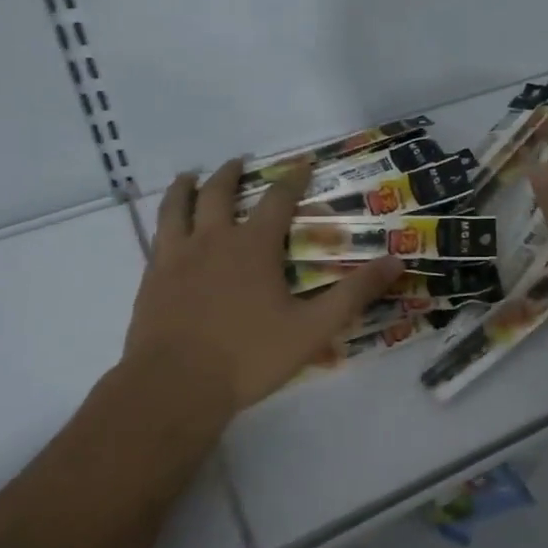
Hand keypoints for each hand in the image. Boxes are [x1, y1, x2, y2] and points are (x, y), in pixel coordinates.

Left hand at [124, 160, 401, 413]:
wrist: (174, 386)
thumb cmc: (249, 356)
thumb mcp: (313, 328)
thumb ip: (354, 294)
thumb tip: (395, 261)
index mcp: (253, 247)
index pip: (277, 199)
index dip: (293, 178)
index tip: (302, 161)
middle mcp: (213, 241)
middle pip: (219, 193)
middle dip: (231, 173)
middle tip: (239, 161)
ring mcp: (176, 258)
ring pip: (177, 208)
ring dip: (186, 188)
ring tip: (189, 177)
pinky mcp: (152, 279)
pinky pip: (157, 237)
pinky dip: (165, 221)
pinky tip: (167, 229)